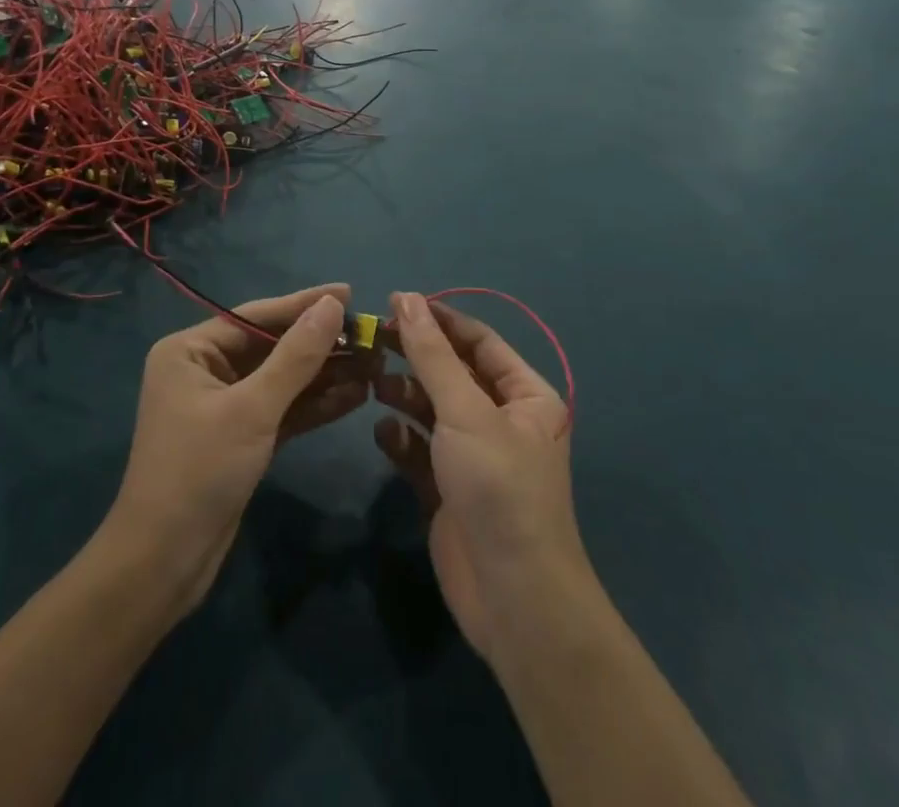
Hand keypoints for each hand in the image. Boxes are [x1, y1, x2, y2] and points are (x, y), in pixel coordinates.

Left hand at [107, 285, 368, 614]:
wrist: (164, 565)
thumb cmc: (200, 472)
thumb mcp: (252, 409)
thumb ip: (296, 356)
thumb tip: (333, 305)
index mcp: (191, 351)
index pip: (256, 316)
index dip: (304, 304)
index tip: (349, 292)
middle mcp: (205, 369)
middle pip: (272, 346)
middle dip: (320, 344)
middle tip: (370, 335)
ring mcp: (224, 405)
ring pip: (282, 379)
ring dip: (325, 374)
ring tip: (374, 364)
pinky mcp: (241, 437)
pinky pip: (282, 409)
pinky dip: (314, 404)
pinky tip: (355, 396)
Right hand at [373, 293, 583, 665]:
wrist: (512, 598)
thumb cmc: (498, 487)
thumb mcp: (465, 411)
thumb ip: (432, 354)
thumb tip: (407, 298)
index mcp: (526, 396)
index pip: (479, 342)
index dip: (440, 319)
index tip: (395, 301)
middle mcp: (502, 420)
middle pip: (452, 372)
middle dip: (416, 355)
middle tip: (372, 338)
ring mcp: (474, 456)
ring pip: (433, 409)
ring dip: (404, 393)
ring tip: (374, 383)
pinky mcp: (448, 488)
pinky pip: (420, 449)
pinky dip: (401, 437)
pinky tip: (384, 434)